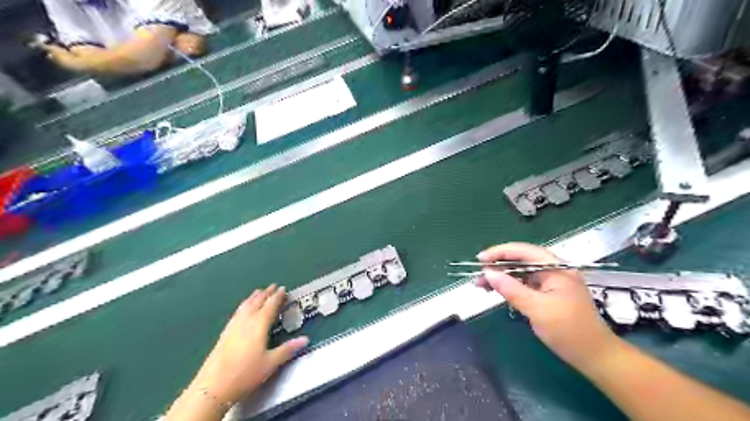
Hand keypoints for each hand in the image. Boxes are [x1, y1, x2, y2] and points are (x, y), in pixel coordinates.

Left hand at [188, 285, 308, 406]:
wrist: (213, 386)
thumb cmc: (245, 373)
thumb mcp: (271, 363)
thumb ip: (288, 349)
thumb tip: (305, 340)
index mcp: (259, 324)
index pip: (270, 305)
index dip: (278, 296)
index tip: (283, 289)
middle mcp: (246, 321)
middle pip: (257, 302)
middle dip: (266, 293)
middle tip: (273, 286)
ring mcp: (233, 326)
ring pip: (245, 306)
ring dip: (254, 297)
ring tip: (258, 292)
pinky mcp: (225, 333)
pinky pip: (237, 312)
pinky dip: (243, 305)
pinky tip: (242, 309)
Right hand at [478, 244, 618, 370]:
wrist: (594, 356)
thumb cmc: (569, 331)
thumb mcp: (537, 309)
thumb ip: (511, 289)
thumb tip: (488, 273)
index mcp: (556, 268)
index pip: (524, 251)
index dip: (500, 252)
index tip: (480, 260)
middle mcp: (554, 270)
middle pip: (521, 260)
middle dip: (498, 266)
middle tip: (478, 275)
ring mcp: (551, 282)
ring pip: (520, 273)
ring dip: (501, 277)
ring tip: (481, 284)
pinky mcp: (547, 294)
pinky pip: (524, 284)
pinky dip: (509, 287)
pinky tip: (496, 290)